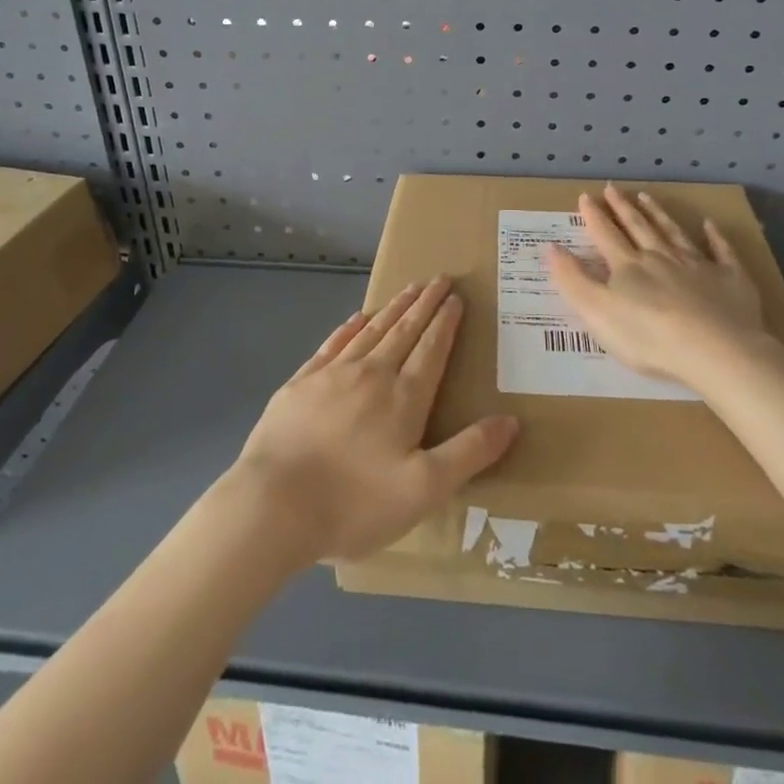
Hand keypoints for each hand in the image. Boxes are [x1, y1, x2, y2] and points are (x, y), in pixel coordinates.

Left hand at [227, 276, 518, 563]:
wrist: (273, 506)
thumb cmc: (354, 504)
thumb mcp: (424, 490)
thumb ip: (469, 453)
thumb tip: (510, 420)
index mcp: (404, 397)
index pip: (432, 349)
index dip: (446, 322)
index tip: (456, 297)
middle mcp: (371, 374)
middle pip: (404, 330)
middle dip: (425, 304)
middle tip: (439, 278)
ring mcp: (332, 375)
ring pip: (371, 330)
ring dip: (393, 308)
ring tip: (409, 288)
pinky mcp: (300, 384)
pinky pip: (333, 344)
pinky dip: (349, 327)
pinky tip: (357, 318)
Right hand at [547, 186, 779, 386]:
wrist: (715, 350)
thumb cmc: (648, 336)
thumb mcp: (596, 312)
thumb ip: (572, 279)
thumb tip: (550, 247)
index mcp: (628, 266)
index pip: (606, 235)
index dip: (594, 216)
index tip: (586, 196)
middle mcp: (661, 257)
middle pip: (639, 227)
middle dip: (623, 207)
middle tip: (612, 188)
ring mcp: (698, 265)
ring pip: (674, 232)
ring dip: (658, 214)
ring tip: (646, 196)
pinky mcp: (731, 279)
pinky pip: (721, 252)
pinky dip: (714, 237)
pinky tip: (709, 225)